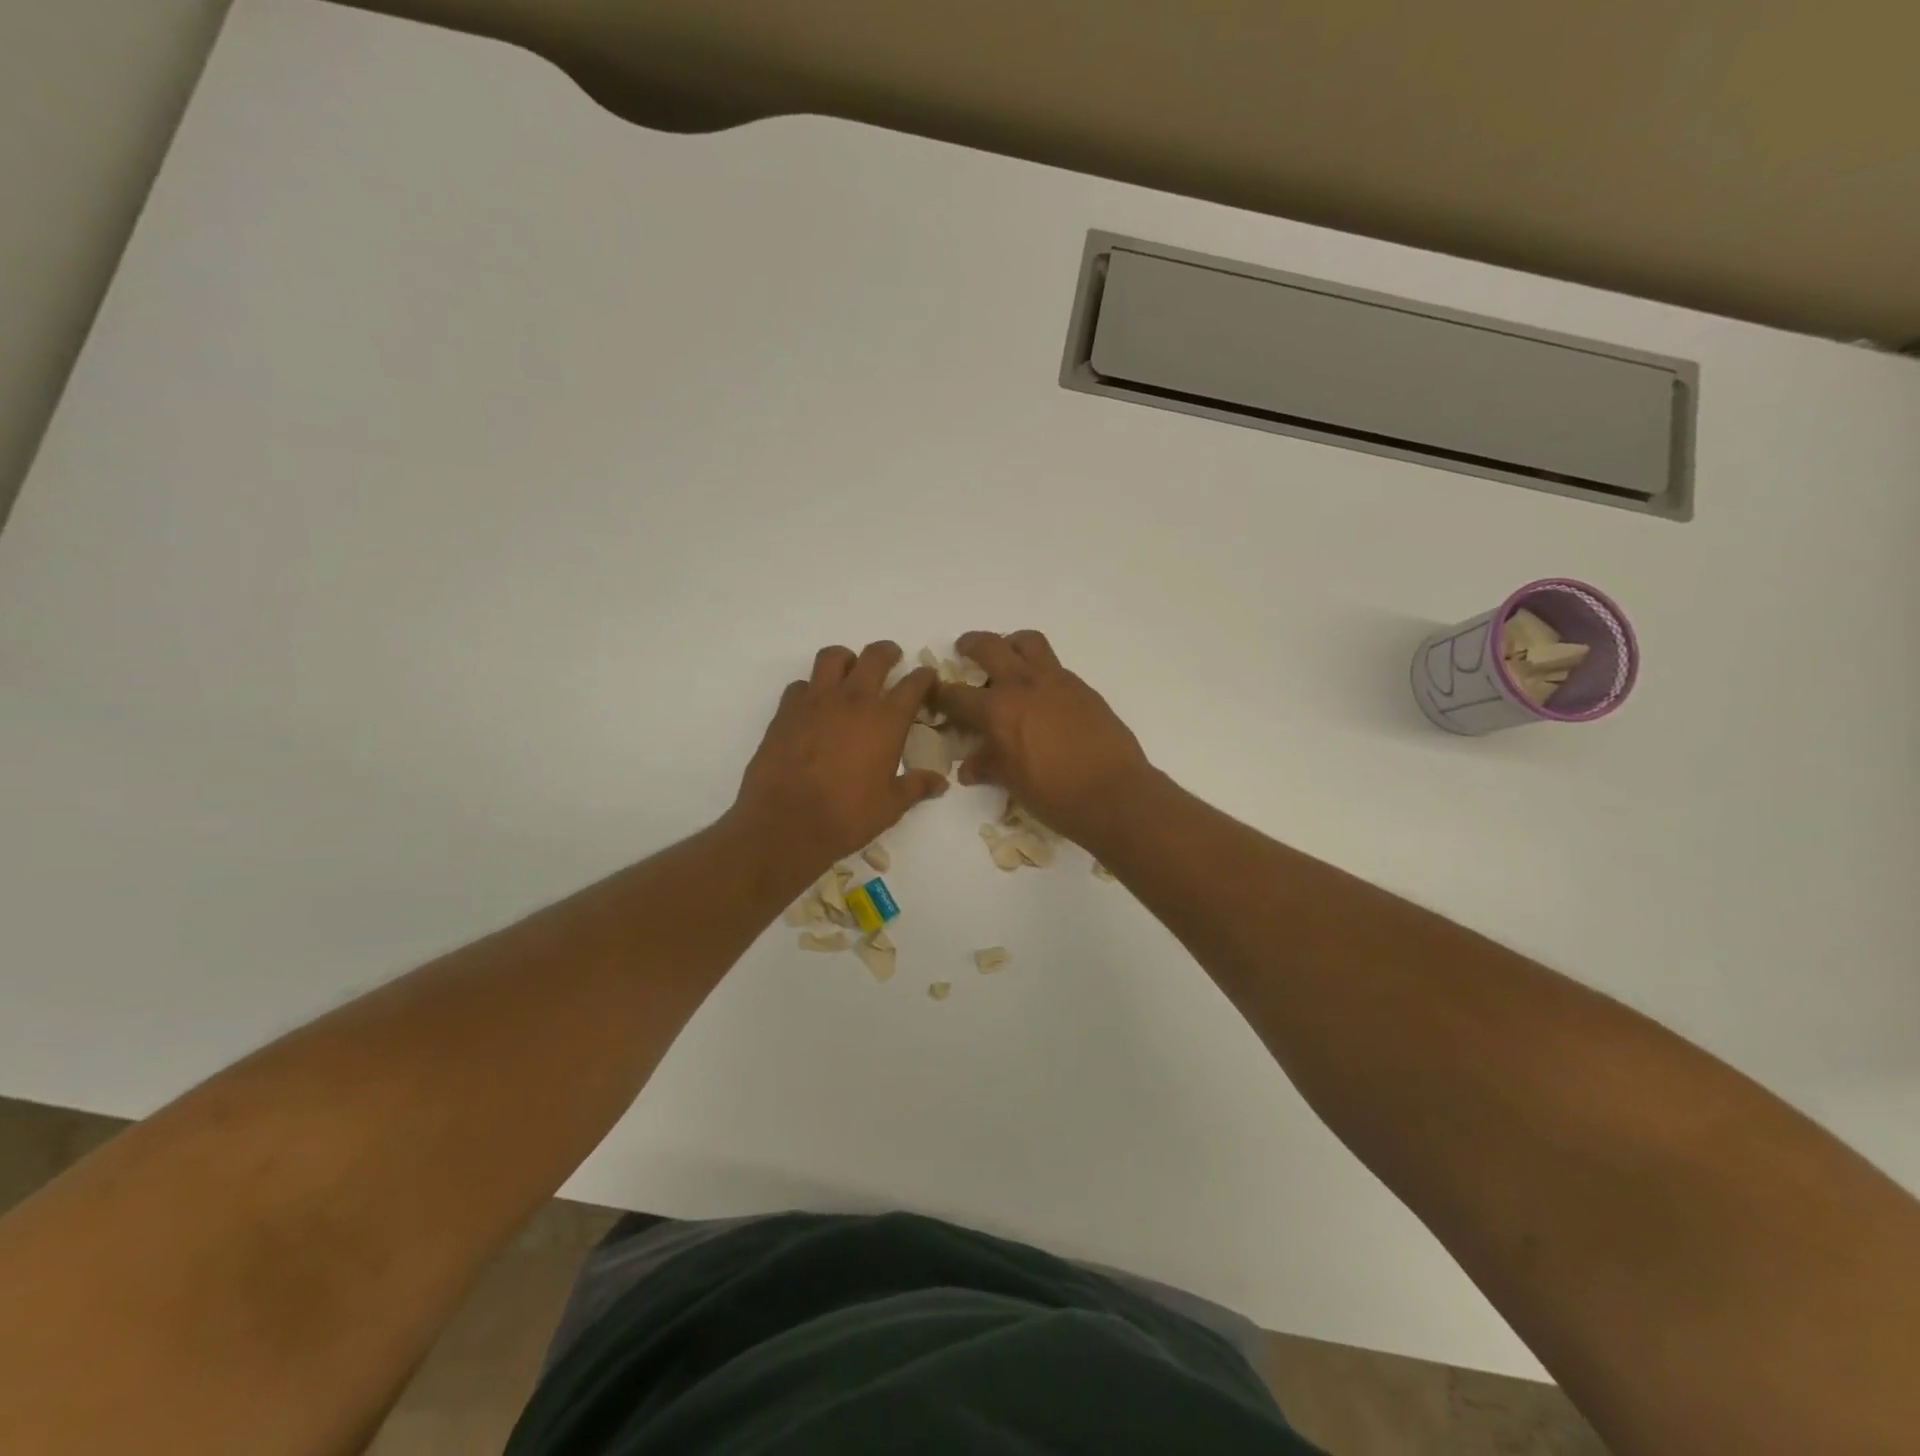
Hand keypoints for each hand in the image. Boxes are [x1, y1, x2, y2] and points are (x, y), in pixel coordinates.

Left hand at [732, 641, 946, 872]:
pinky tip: (814, 705)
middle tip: (892, 658)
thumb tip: (940, 782)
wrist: (786, 822)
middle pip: (875, 657)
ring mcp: (816, 701)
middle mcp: (853, 700)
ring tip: (851, 671)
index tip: (927, 677)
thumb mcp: (890, 806)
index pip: (913, 684)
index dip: (924, 677)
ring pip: (833, 657)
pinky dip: (812, 688)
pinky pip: (801, 684)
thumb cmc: (847, 816)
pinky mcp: (786, 711)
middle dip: (888, 653)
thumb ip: (916, 787)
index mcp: (886, 720)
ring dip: (847, 659)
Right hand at [936, 630, 1152, 844]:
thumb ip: (988, 766)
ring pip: (1028, 642)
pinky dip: (1040, 670)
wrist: (1114, 793)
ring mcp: (1057, 681)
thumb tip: (970, 767)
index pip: (956, 695)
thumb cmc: (1054, 794)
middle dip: (970, 645)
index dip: (940, 695)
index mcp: (998, 709)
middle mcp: (1024, 684)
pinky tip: (1042, 696)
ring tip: (1007, 659)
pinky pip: (1054, 666)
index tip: (934, 695)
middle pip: (990, 646)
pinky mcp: (1082, 688)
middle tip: (964, 650)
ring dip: (1011, 644)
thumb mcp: (1012, 782)